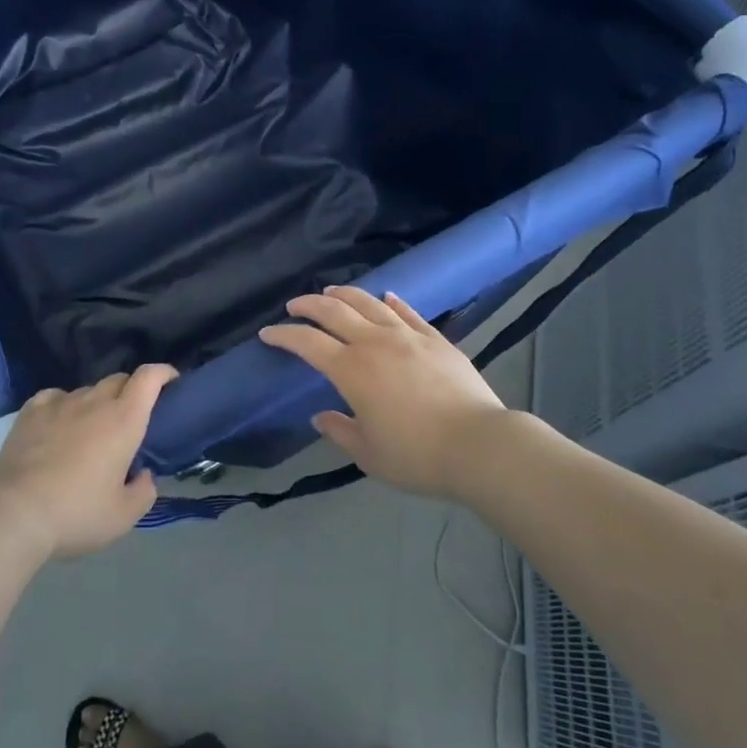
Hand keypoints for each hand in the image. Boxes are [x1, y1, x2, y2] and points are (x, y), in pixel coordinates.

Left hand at [0, 364, 174, 559]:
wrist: (15, 514)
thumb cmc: (76, 513)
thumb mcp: (122, 517)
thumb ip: (143, 493)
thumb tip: (143, 475)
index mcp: (124, 420)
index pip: (149, 377)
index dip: (163, 372)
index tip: (171, 381)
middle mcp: (95, 402)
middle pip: (119, 379)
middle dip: (130, 390)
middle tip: (130, 417)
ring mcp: (60, 403)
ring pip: (87, 390)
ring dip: (97, 402)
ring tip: (90, 428)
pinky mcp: (31, 412)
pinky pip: (54, 396)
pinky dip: (63, 405)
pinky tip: (58, 422)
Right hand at [259, 286, 505, 499]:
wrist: (478, 445)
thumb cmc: (416, 455)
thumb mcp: (369, 454)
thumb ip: (340, 432)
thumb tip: (321, 417)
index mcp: (351, 370)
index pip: (308, 344)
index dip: (284, 335)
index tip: (268, 333)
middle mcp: (375, 343)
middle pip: (335, 312)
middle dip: (309, 305)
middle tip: (294, 304)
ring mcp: (408, 336)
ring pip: (369, 304)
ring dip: (345, 295)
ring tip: (331, 292)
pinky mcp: (435, 339)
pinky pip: (408, 312)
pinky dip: (391, 302)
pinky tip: (385, 297)